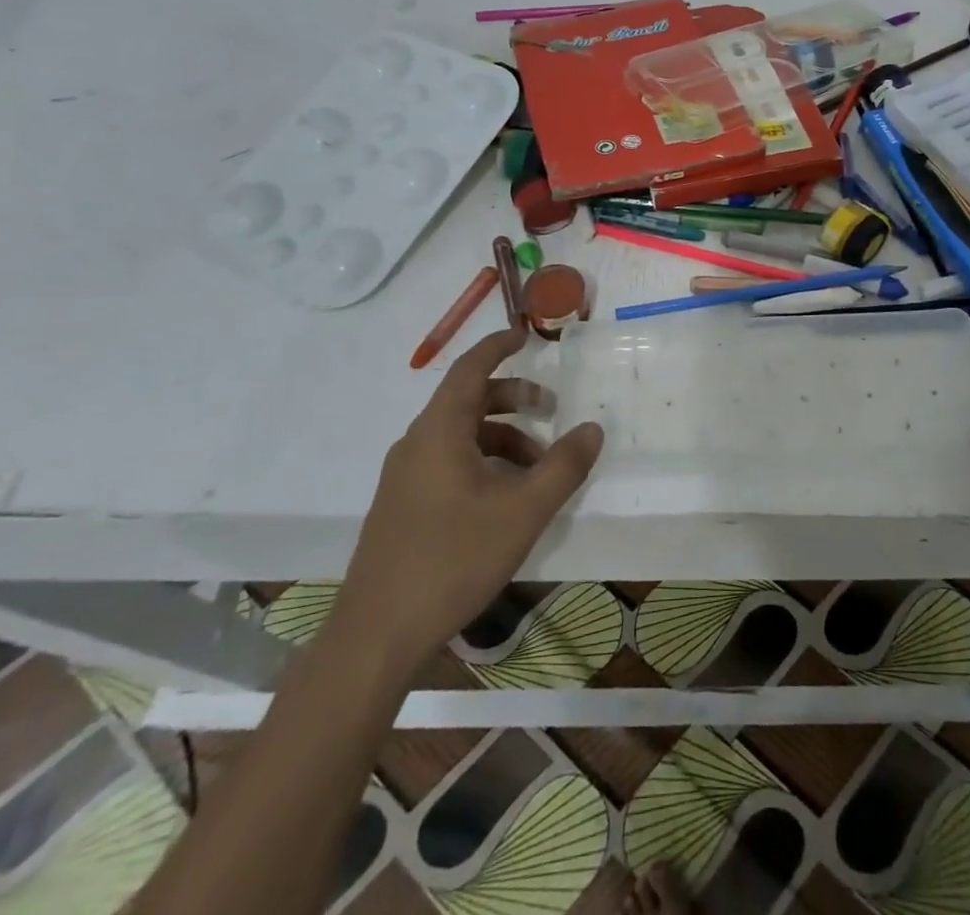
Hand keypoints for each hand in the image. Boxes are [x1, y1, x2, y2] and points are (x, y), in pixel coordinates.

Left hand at [332, 329, 603, 684]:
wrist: (377, 635)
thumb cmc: (452, 560)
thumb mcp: (522, 511)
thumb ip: (563, 466)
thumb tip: (593, 428)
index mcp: (439, 431)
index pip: (470, 368)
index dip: (499, 346)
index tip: (526, 334)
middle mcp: (417, 443)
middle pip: (469, 400)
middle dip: (514, 398)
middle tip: (552, 410)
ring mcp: (405, 476)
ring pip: (461, 435)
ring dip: (503, 438)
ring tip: (538, 469)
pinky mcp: (402, 506)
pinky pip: (449, 462)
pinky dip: (483, 462)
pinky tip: (506, 499)